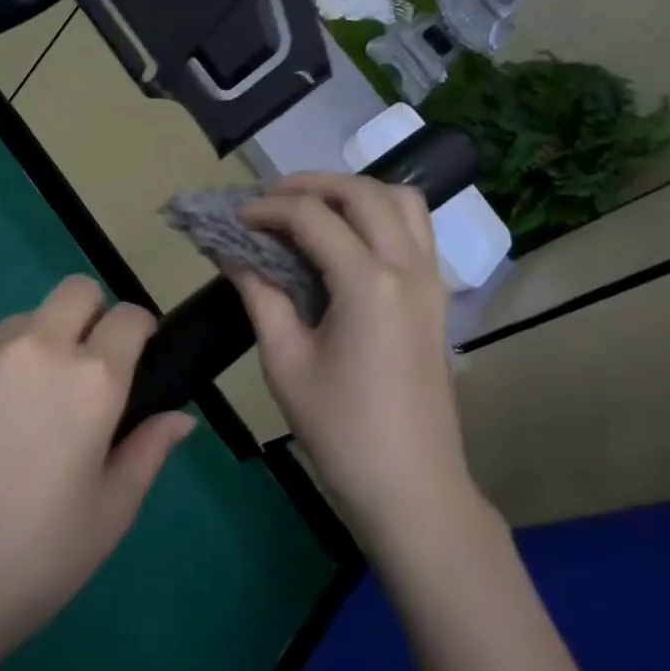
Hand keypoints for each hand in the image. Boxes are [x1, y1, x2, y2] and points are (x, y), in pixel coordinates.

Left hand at [0, 276, 194, 646]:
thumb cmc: (33, 559)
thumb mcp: (109, 514)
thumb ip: (148, 451)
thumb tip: (179, 417)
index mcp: (91, 379)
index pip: (130, 315)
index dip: (139, 330)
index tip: (133, 356)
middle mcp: (35, 347)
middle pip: (74, 291)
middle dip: (88, 316)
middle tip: (75, 374)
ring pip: (17, 325)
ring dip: (27, 352)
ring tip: (8, 417)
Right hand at [235, 173, 487, 553]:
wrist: (410, 486)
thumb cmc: (340, 430)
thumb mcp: (285, 361)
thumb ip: (260, 295)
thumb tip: (233, 252)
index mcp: (368, 283)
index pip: (312, 217)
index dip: (266, 208)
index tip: (232, 218)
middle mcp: (408, 267)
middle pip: (363, 192)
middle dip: (311, 184)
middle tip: (267, 201)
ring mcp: (431, 280)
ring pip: (401, 201)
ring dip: (353, 193)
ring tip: (309, 210)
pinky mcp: (437, 297)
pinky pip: (415, 230)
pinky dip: (379, 216)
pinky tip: (344, 241)